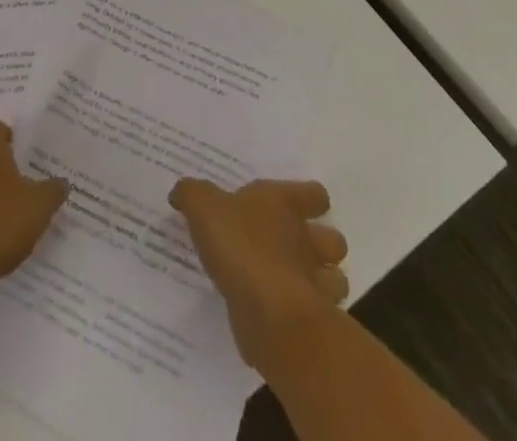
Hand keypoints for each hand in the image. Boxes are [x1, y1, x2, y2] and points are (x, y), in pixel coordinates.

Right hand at [169, 178, 349, 370]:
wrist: (270, 314)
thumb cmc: (241, 246)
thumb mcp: (203, 207)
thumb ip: (192, 194)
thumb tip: (181, 192)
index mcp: (284, 205)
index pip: (314, 194)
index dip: (308, 198)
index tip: (292, 204)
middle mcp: (306, 240)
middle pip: (333, 239)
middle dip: (320, 245)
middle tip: (291, 247)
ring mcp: (315, 283)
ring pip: (335, 279)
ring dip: (319, 281)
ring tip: (290, 282)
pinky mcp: (312, 323)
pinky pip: (316, 316)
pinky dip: (301, 314)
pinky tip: (279, 313)